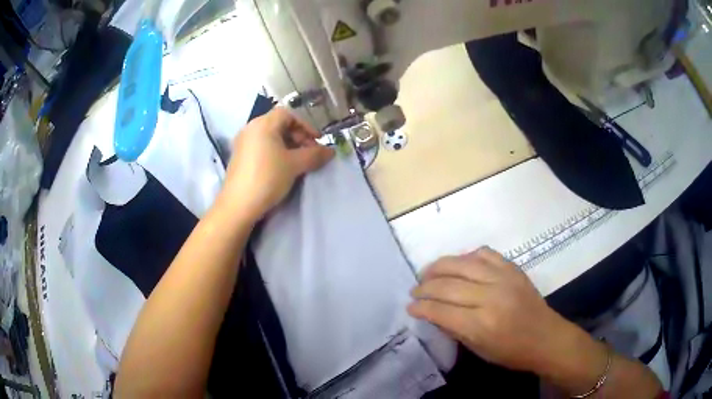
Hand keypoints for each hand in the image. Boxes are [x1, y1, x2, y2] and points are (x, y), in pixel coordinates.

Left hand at [219, 108, 333, 220]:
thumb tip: (331, 151)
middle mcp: (250, 128)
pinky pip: (261, 147)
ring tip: (298, 162)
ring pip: (270, 137)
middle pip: (279, 124)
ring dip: (287, 146)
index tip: (317, 140)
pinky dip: (275, 153)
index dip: (305, 125)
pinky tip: (281, 168)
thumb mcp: (295, 165)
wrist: (238, 205)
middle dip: (298, 136)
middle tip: (310, 152)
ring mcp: (242, 143)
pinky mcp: (239, 158)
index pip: (288, 114)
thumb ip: (314, 155)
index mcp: (263, 124)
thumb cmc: (267, 178)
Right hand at [408, 247, 576, 373]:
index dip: (421, 307)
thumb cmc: (511, 352)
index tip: (410, 306)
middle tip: (415, 290)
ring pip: (463, 263)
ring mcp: (503, 278)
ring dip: (440, 266)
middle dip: (425, 287)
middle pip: (448, 285)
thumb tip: (432, 312)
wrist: (545, 337)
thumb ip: (454, 328)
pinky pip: (484, 253)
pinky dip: (467, 256)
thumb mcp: (478, 349)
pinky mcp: (512, 268)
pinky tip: (459, 264)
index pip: (440, 310)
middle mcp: (491, 296)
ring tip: (428, 273)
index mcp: (481, 324)